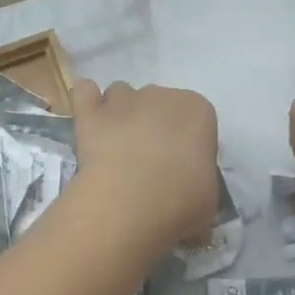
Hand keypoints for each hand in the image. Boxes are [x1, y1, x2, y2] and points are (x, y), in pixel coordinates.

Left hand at [71, 79, 218, 255]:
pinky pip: (85, 91)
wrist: (129, 203)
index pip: (196, 119)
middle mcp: (162, 94)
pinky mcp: (90, 111)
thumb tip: (190, 201)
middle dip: (154, 125)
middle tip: (148, 163)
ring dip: (121, 113)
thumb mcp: (209, 202)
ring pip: (122, 95)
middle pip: (158, 103)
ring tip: (117, 148)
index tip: (181, 169)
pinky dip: (86, 100)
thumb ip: (200, 187)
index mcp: (198, 111)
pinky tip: (89, 119)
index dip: (187, 143)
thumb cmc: (180, 202)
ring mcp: (123, 99)